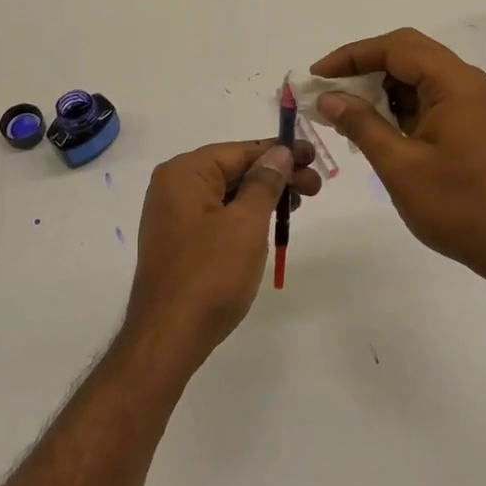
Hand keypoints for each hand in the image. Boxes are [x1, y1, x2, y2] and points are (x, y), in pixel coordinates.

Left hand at [123, 139, 321, 375]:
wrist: (170, 335)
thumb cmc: (210, 274)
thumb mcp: (246, 223)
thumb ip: (264, 183)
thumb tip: (279, 152)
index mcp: (185, 173)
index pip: (240, 150)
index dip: (280, 152)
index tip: (313, 157)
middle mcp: (173, 186)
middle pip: (233, 169)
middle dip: (275, 175)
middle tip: (314, 189)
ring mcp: (173, 214)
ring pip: (227, 193)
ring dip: (263, 196)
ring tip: (297, 206)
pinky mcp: (179, 240)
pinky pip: (217, 215)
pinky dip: (245, 215)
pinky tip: (269, 224)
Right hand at [312, 28, 485, 286]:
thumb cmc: (457, 207)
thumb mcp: (399, 166)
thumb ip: (361, 125)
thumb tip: (328, 98)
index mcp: (455, 85)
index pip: (396, 48)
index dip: (352, 56)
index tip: (317, 75)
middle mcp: (467, 84)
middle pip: (408, 54)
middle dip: (363, 67)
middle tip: (327, 90)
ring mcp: (472, 104)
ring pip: (417, 77)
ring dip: (379, 87)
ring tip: (343, 111)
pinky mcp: (471, 124)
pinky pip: (428, 99)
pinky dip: (397, 105)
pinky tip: (373, 127)